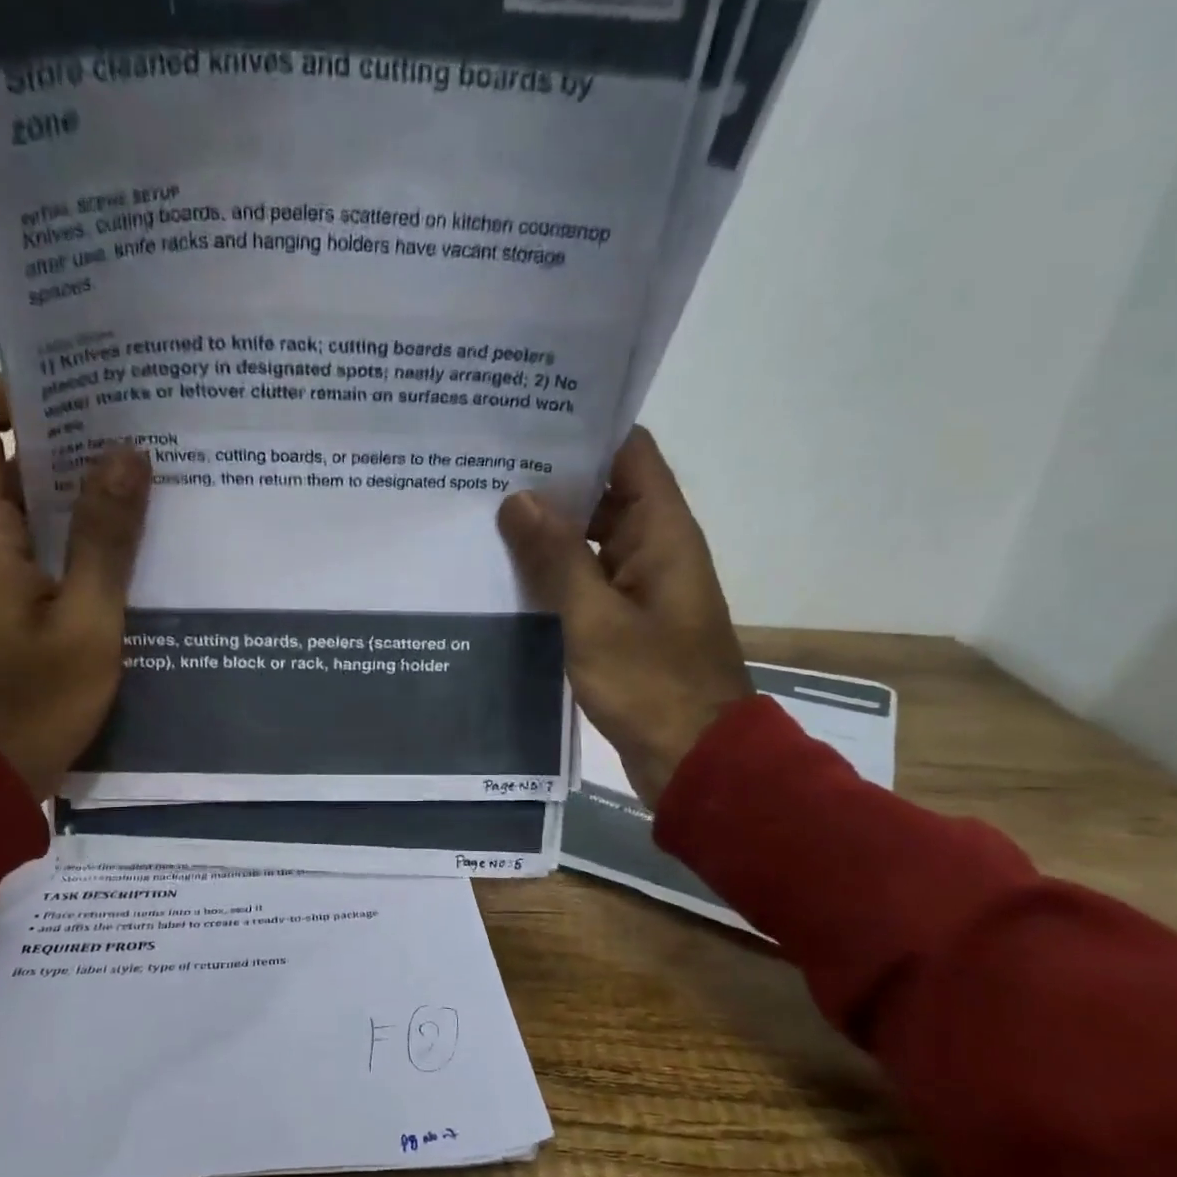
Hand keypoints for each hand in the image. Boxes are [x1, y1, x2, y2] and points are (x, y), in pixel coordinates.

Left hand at [0, 374, 149, 798]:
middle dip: (62, 437)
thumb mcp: (89, 622)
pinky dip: (71, 531)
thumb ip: (107, 538)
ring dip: (73, 488)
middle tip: (133, 431)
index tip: (76, 391)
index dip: (8, 390)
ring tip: (141, 480)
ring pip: (21, 505)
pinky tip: (124, 543)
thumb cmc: (37, 701)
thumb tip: (128, 453)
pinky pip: (31, 544)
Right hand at [498, 427, 751, 805]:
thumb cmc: (651, 684)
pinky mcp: (624, 619)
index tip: (529, 419)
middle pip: (605, 492)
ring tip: (484, 512)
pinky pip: (586, 579)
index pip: (630, 452)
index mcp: (662, 532)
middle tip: (486, 467)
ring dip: (548, 528)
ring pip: (590, 538)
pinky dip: (553, 571)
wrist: (693, 757)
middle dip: (552, 479)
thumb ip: (556, 556)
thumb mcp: (594, 618)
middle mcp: (654, 547)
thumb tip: (517, 499)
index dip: (586, 429)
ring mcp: (638, 585)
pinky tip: (506, 570)